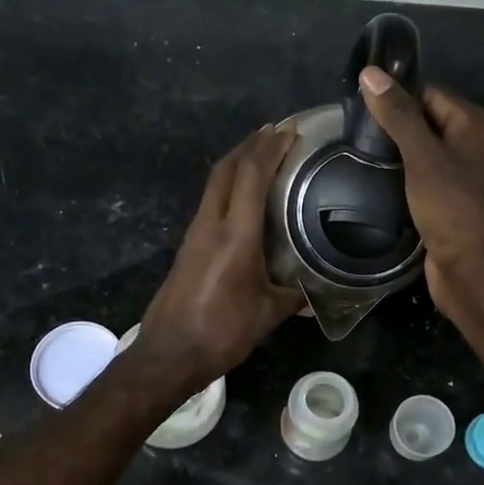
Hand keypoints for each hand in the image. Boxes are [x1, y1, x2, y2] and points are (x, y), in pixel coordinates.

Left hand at [136, 126, 304, 386]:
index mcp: (235, 234)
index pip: (251, 175)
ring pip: (214, 184)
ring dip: (236, 163)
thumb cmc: (221, 332)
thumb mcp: (267, 314)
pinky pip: (210, 202)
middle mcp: (210, 224)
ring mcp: (194, 234)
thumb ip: (293, 298)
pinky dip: (228, 187)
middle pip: (226, 168)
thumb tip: (314, 296)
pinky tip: (244, 198)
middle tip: (276, 132)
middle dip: (250, 144)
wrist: (169, 354)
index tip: (291, 131)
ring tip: (262, 156)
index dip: (271, 147)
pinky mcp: (187, 247)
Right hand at [357, 67, 483, 308]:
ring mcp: (465, 176)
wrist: (474, 271)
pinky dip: (404, 180)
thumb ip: (398, 116)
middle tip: (355, 138)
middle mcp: (476, 146)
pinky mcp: (452, 203)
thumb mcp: (422, 157)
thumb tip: (371, 73)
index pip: (431, 95)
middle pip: (428, 122)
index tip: (361, 111)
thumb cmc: (453, 208)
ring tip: (361, 159)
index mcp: (477, 125)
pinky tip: (378, 185)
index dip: (398, 100)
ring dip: (397, 157)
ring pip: (424, 154)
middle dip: (394, 129)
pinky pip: (425, 179)